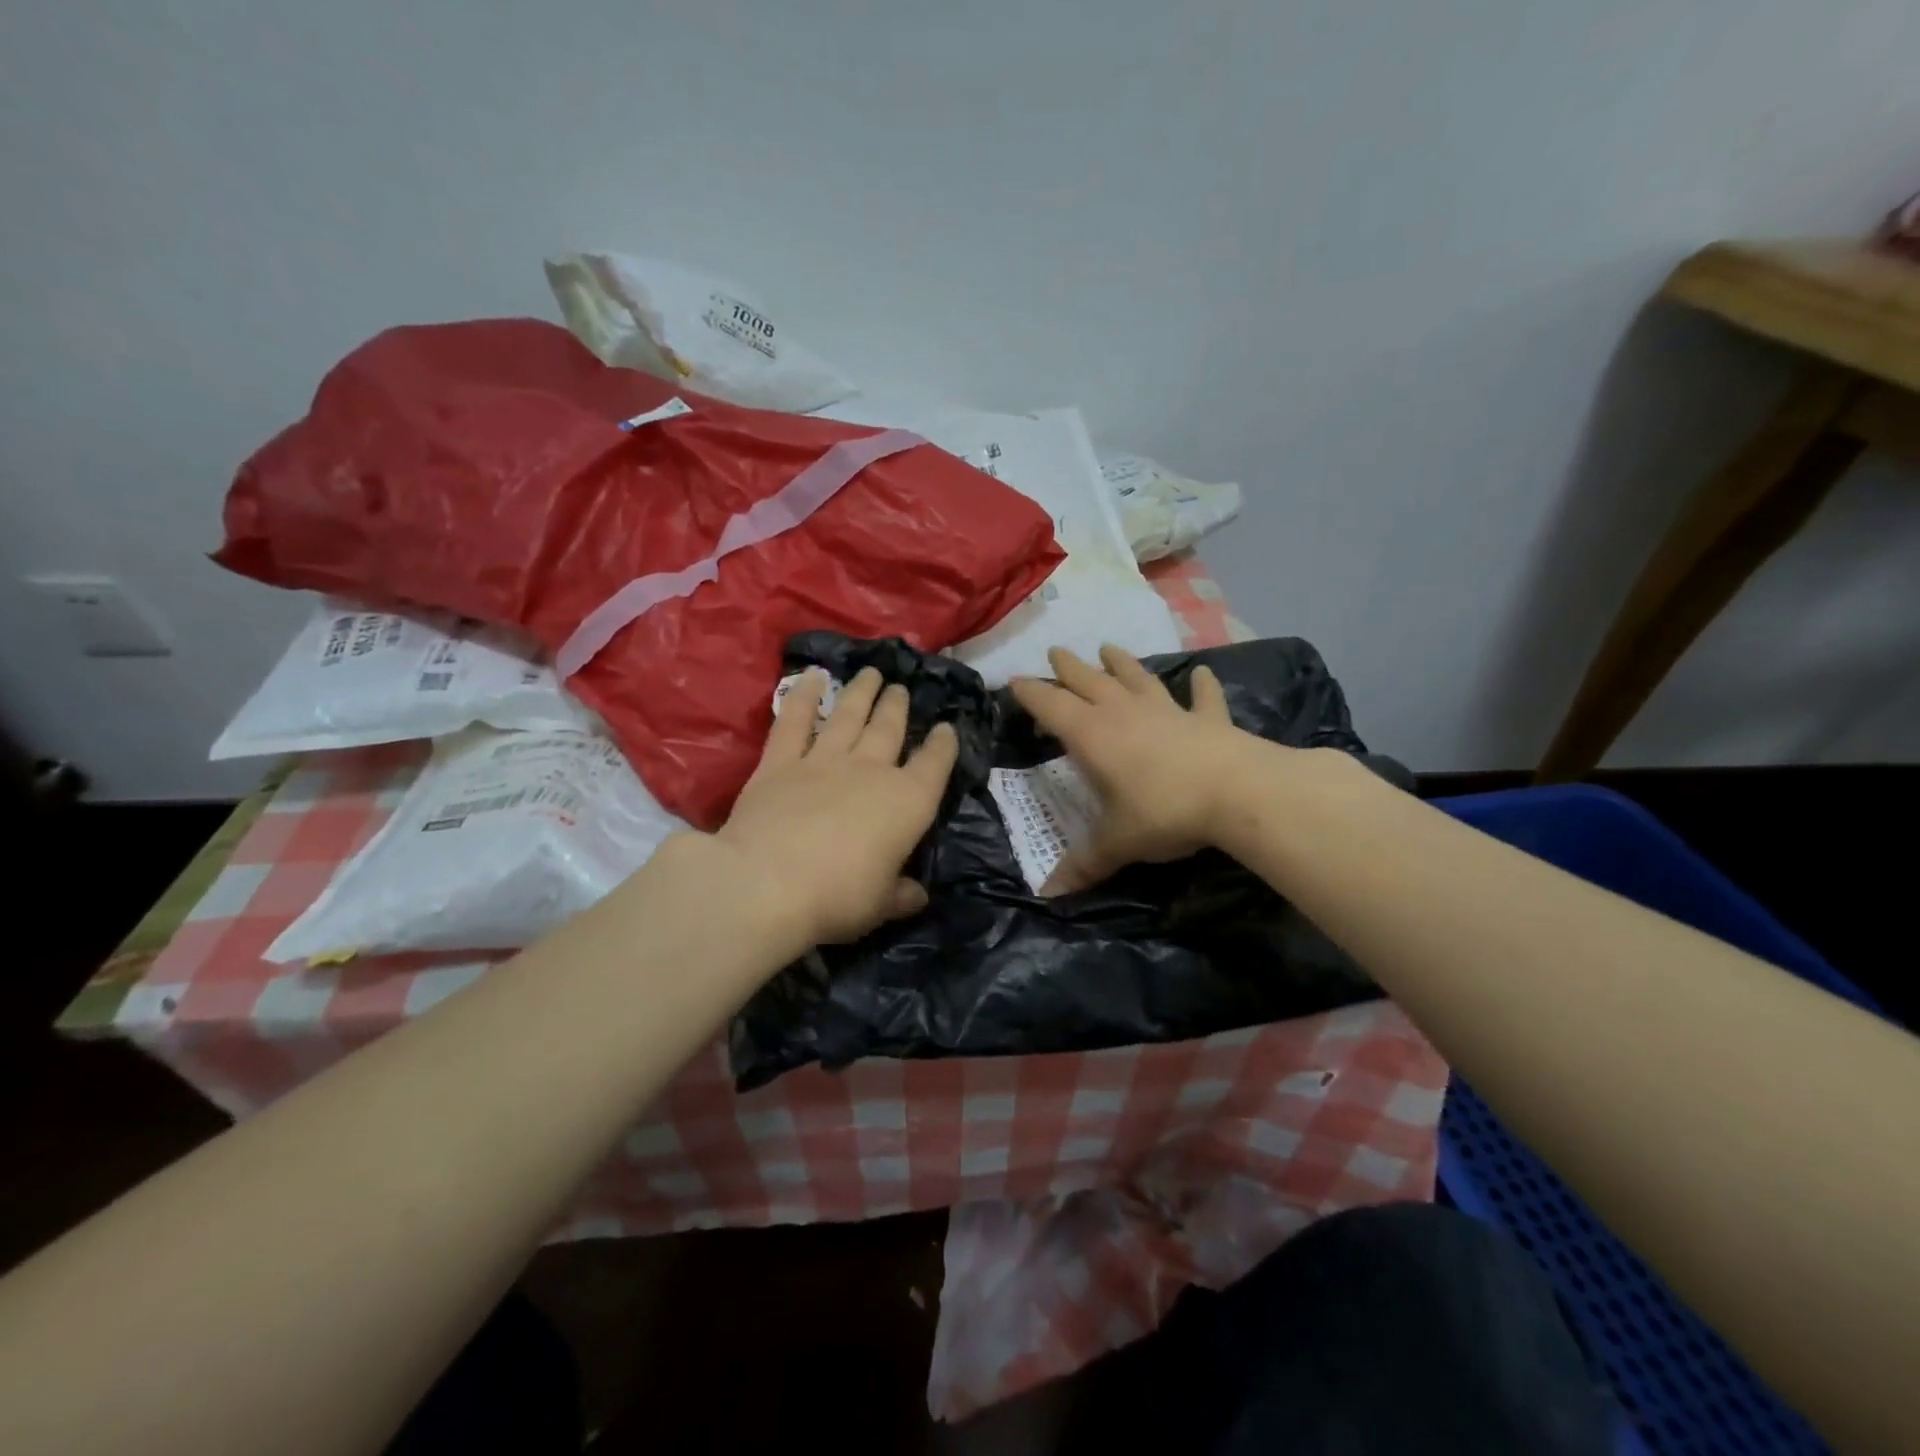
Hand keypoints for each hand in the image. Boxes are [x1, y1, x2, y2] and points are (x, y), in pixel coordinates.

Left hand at [715, 666, 958, 947]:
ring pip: (848, 716)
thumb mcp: (880, 905)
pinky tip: (811, 677)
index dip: (943, 745)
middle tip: (901, 689)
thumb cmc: (838, 897)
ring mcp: (823, 760)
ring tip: (871, 673)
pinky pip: (795, 721)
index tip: (946, 728)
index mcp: (907, 802)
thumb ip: (901, 895)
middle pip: (889, 729)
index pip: (935, 764)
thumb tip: (918, 895)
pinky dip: (803, 696)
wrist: (768, 883)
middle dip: (898, 707)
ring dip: (861, 692)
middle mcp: (870, 770)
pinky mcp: (780, 762)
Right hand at [1010, 645, 1255, 893]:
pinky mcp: (1206, 718)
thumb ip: (1084, 864)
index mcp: (1092, 735)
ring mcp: (1167, 710)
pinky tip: (1202, 673)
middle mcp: (1124, 713)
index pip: (1050, 705)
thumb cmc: (1163, 812)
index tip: (1013, 682)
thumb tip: (1047, 893)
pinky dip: (1201, 685)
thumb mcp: (1117, 843)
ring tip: (1108, 648)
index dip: (1030, 693)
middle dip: (1068, 667)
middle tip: (1055, 651)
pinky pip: (1201, 697)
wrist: (1237, 793)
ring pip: (1137, 678)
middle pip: (1089, 681)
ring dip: (1121, 663)